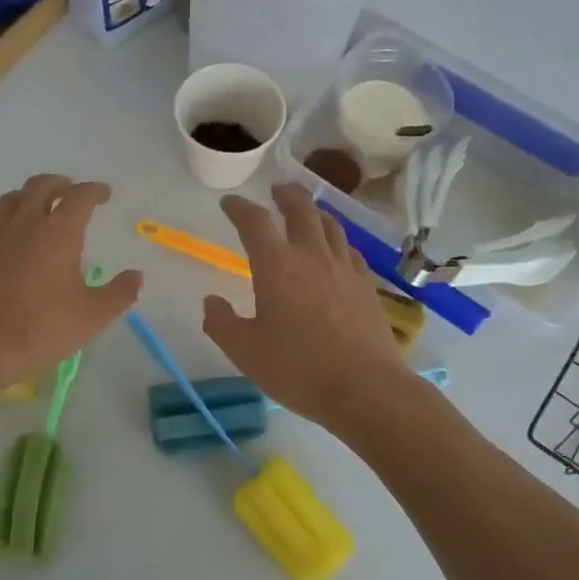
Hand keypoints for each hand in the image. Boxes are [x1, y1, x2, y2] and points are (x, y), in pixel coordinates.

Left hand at [0, 174, 141, 392]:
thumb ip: (119, 293)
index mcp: (59, 232)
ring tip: (40, 206)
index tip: (104, 194)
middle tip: (71, 191)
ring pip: (13, 198)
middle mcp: (26, 222)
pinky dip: (5, 217)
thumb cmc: (43, 328)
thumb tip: (135, 276)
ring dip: (30, 195)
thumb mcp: (93, 316)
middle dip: (60, 184)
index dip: (94, 191)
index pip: (79, 196)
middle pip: (42, 186)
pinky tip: (8, 232)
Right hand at [204, 183, 414, 432]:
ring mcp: (345, 269)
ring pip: (331, 226)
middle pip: (301, 209)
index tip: (230, 204)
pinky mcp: (367, 287)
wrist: (365, 389)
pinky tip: (336, 253)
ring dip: (314, 213)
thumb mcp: (245, 351)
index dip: (239, 208)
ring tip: (307, 214)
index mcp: (277, 266)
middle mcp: (312, 257)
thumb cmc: (297, 369)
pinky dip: (337, 243)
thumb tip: (211, 301)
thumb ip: (221, 323)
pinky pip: (350, 252)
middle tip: (276, 190)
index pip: (255, 222)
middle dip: (285, 195)